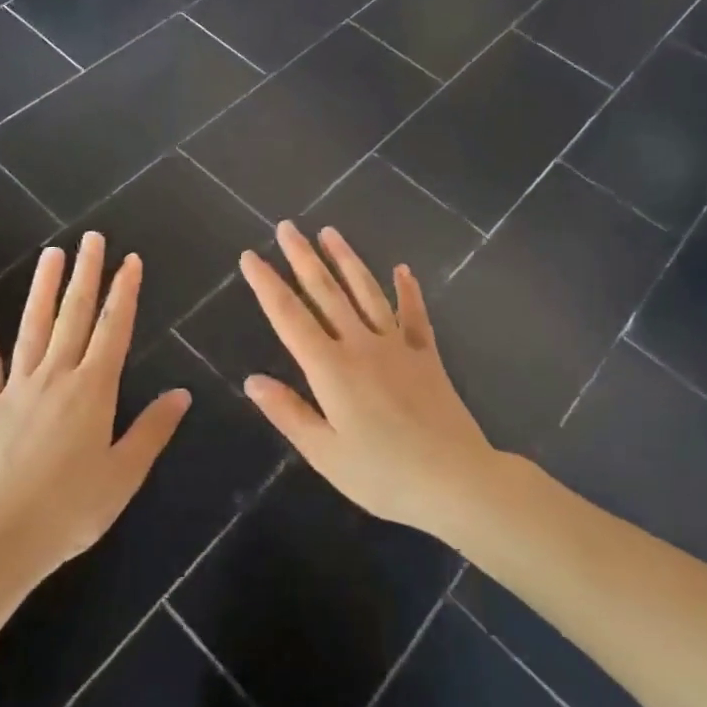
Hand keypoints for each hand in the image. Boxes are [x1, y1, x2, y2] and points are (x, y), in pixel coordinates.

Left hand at [0, 232, 190, 586]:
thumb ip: (152, 430)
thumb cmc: (68, 511)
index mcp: (93, 390)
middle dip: (86, 275)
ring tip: (51, 254)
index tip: (130, 260)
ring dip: (43, 289)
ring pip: (32, 327)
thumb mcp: (123, 475)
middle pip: (74, 316)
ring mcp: (15, 388)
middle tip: (92, 238)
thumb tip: (182, 393)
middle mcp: (55, 377)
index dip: (124, 292)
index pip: (113, 329)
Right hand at [238, 223, 499, 536]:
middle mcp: (360, 345)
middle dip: (302, 258)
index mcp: (330, 369)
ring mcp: (396, 346)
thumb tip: (252, 379)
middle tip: (287, 227)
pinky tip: (402, 269)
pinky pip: (414, 314)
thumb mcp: (325, 454)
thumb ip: (288, 413)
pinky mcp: (425, 355)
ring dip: (346, 260)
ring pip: (366, 292)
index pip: (289, 317)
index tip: (250, 256)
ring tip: (329, 232)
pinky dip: (407, 290)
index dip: (267, 285)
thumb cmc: (384, 475)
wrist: (456, 480)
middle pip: (325, 292)